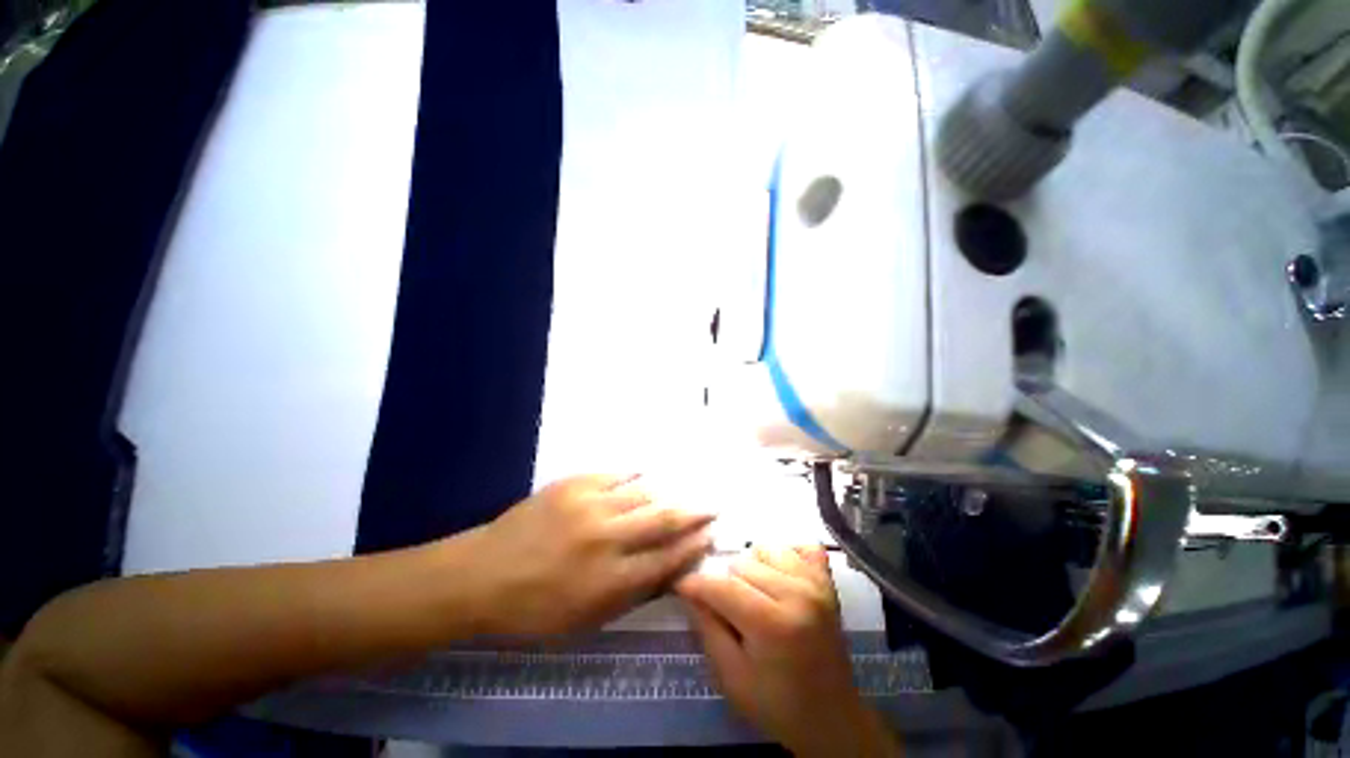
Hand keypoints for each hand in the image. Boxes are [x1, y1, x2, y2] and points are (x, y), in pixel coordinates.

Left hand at [470, 474, 713, 635]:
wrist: (482, 574)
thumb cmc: (534, 609)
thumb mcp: (586, 620)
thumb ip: (631, 593)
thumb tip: (668, 570)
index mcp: (610, 581)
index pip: (666, 560)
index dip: (693, 547)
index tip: (710, 535)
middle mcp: (606, 539)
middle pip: (663, 520)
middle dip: (693, 513)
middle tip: (712, 505)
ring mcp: (589, 505)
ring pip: (643, 494)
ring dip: (665, 494)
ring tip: (679, 493)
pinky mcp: (574, 484)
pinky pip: (616, 475)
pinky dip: (634, 477)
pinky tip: (643, 477)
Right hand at [676, 547, 900, 757]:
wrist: (832, 717)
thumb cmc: (777, 705)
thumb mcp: (731, 678)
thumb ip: (707, 627)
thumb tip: (687, 588)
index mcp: (773, 624)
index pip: (723, 586)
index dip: (695, 584)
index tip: (681, 587)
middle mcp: (797, 593)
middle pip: (741, 563)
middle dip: (725, 583)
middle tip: (727, 609)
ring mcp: (815, 582)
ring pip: (764, 549)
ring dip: (752, 568)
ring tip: (754, 595)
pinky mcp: (826, 580)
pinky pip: (798, 546)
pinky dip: (783, 555)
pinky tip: (778, 577)